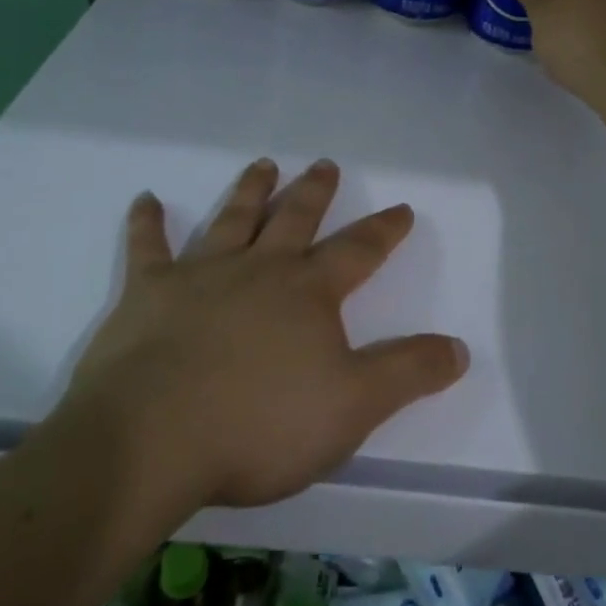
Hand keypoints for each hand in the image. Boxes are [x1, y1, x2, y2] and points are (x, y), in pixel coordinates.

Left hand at [65, 159, 468, 509]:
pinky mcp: (147, 294)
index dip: (384, 230)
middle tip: (325, 164)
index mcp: (308, 292)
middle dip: (315, 191)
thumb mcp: (353, 406)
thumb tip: (458, 348)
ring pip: (233, 219)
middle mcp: (259, 269)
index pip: (358, 251)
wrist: (151, 441)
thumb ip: (408, 373)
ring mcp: (201, 275)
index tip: (402, 208)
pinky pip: (147, 248)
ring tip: (264, 164)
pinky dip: (146, 224)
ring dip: (250, 190)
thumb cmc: (260, 425)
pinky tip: (146, 200)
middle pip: (295, 218)